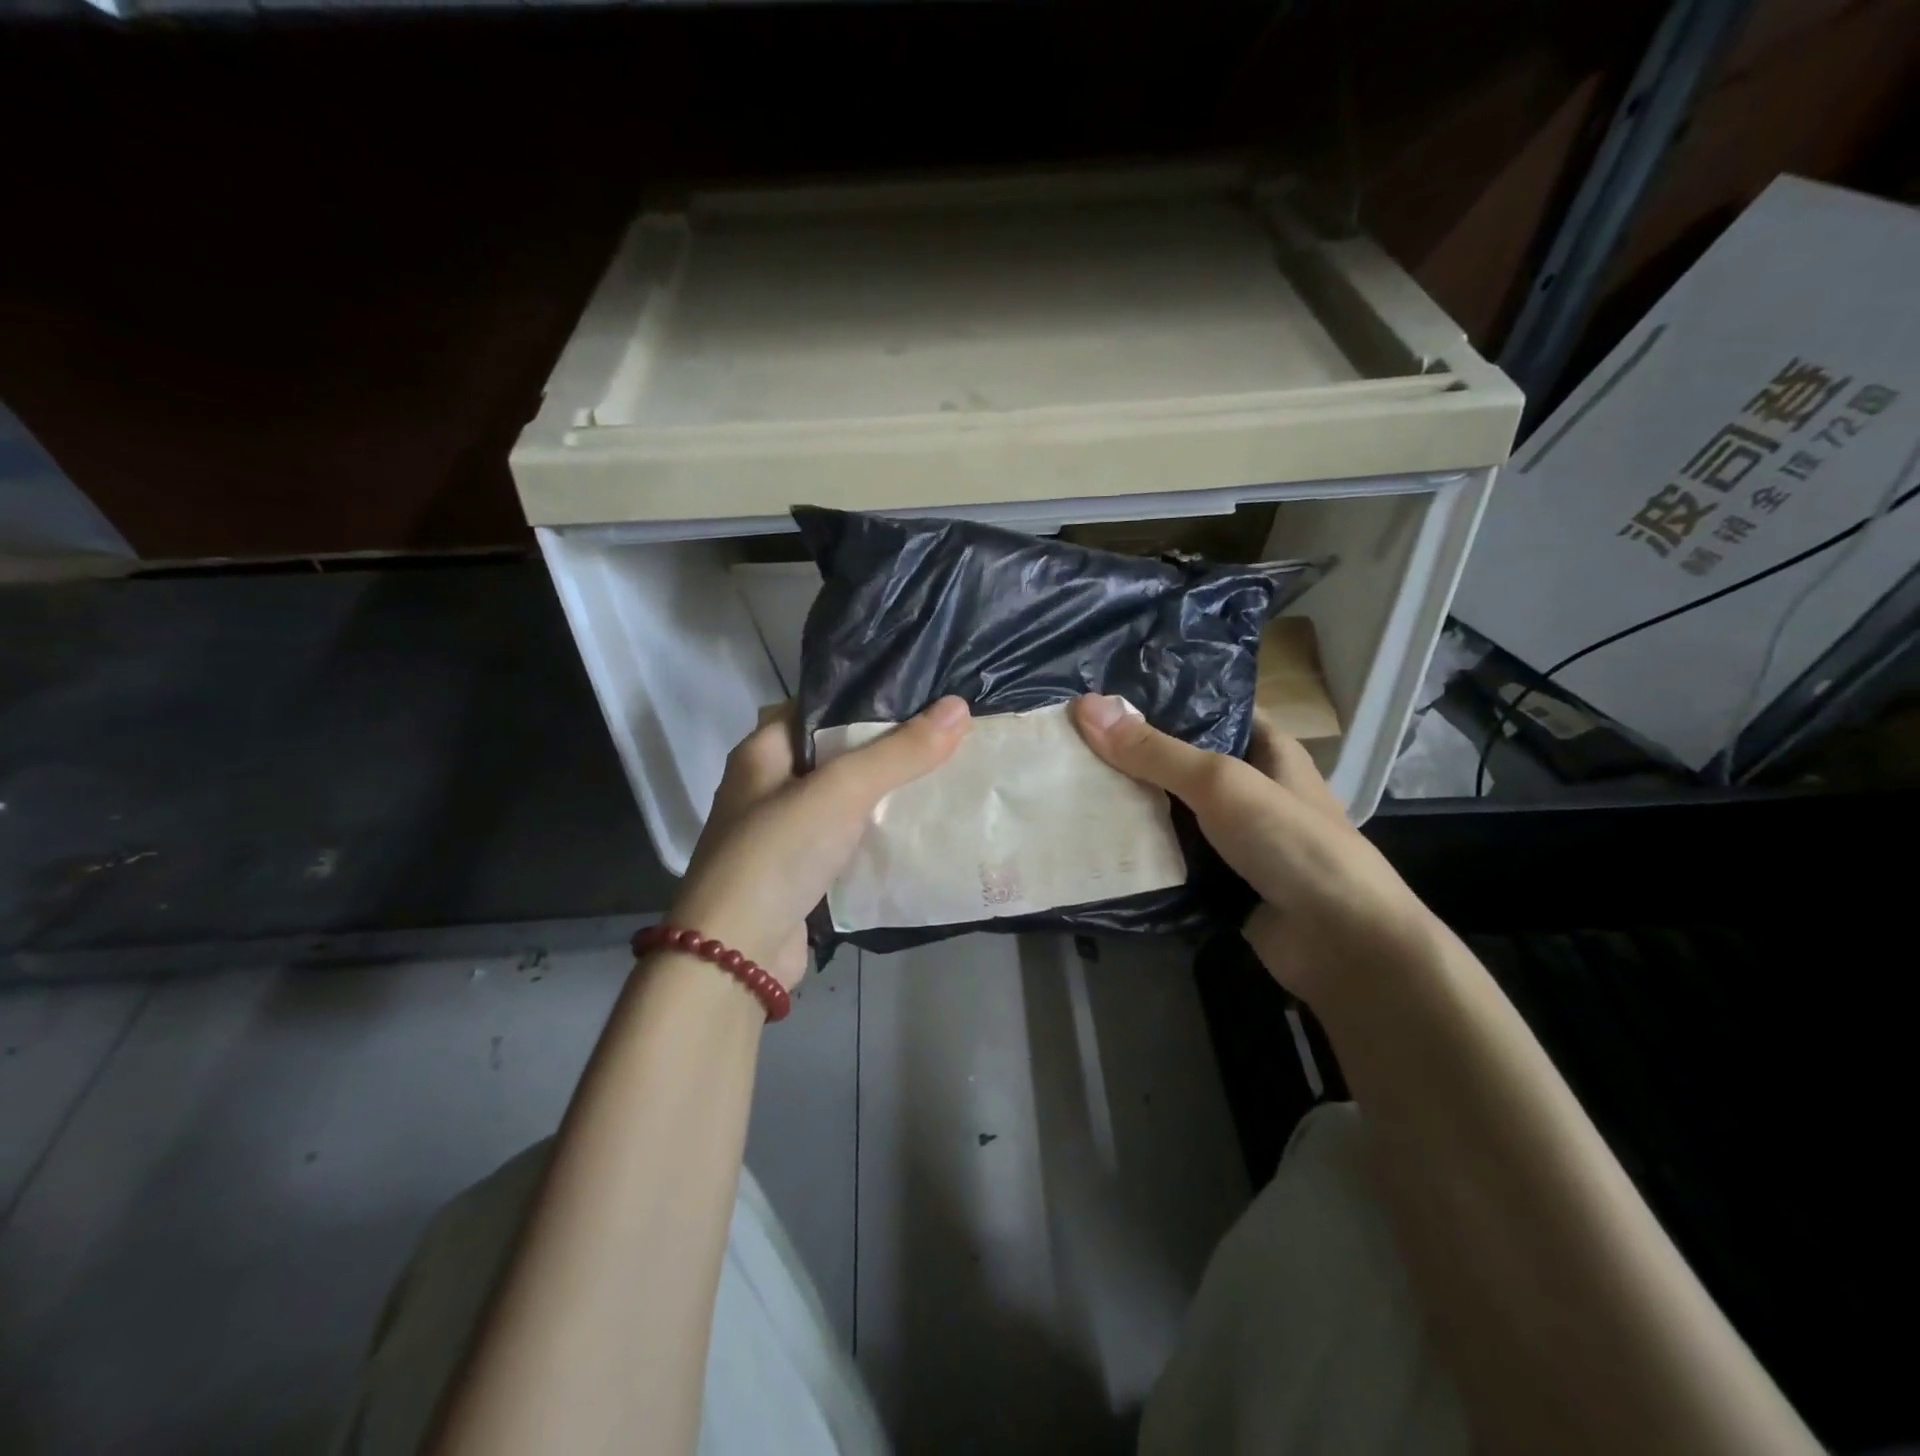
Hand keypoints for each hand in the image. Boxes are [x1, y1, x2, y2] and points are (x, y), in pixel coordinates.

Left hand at [668, 697, 972, 988]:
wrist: (737, 955)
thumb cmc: (779, 852)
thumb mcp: (842, 789)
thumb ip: (899, 751)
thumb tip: (958, 706)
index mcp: (761, 752)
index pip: (815, 706)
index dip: (862, 697)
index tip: (917, 695)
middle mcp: (766, 787)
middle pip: (833, 753)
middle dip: (883, 747)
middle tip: (941, 735)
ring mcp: (781, 833)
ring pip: (842, 800)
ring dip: (883, 793)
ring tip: (942, 774)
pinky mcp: (799, 873)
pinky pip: (845, 841)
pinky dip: (875, 835)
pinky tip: (917, 828)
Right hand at [1070, 694, 1432, 1002]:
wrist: (1340, 944)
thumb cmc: (1291, 843)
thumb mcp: (1221, 783)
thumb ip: (1154, 751)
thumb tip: (1085, 706)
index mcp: (1267, 750)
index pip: (1209, 710)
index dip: (1162, 703)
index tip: (1103, 699)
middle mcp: (1250, 788)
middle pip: (1181, 763)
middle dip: (1132, 757)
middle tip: (1071, 743)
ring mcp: (1235, 838)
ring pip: (1172, 812)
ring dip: (1131, 806)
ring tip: (1068, 785)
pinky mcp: (1219, 880)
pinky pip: (1171, 856)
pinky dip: (1140, 851)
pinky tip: (1094, 840)